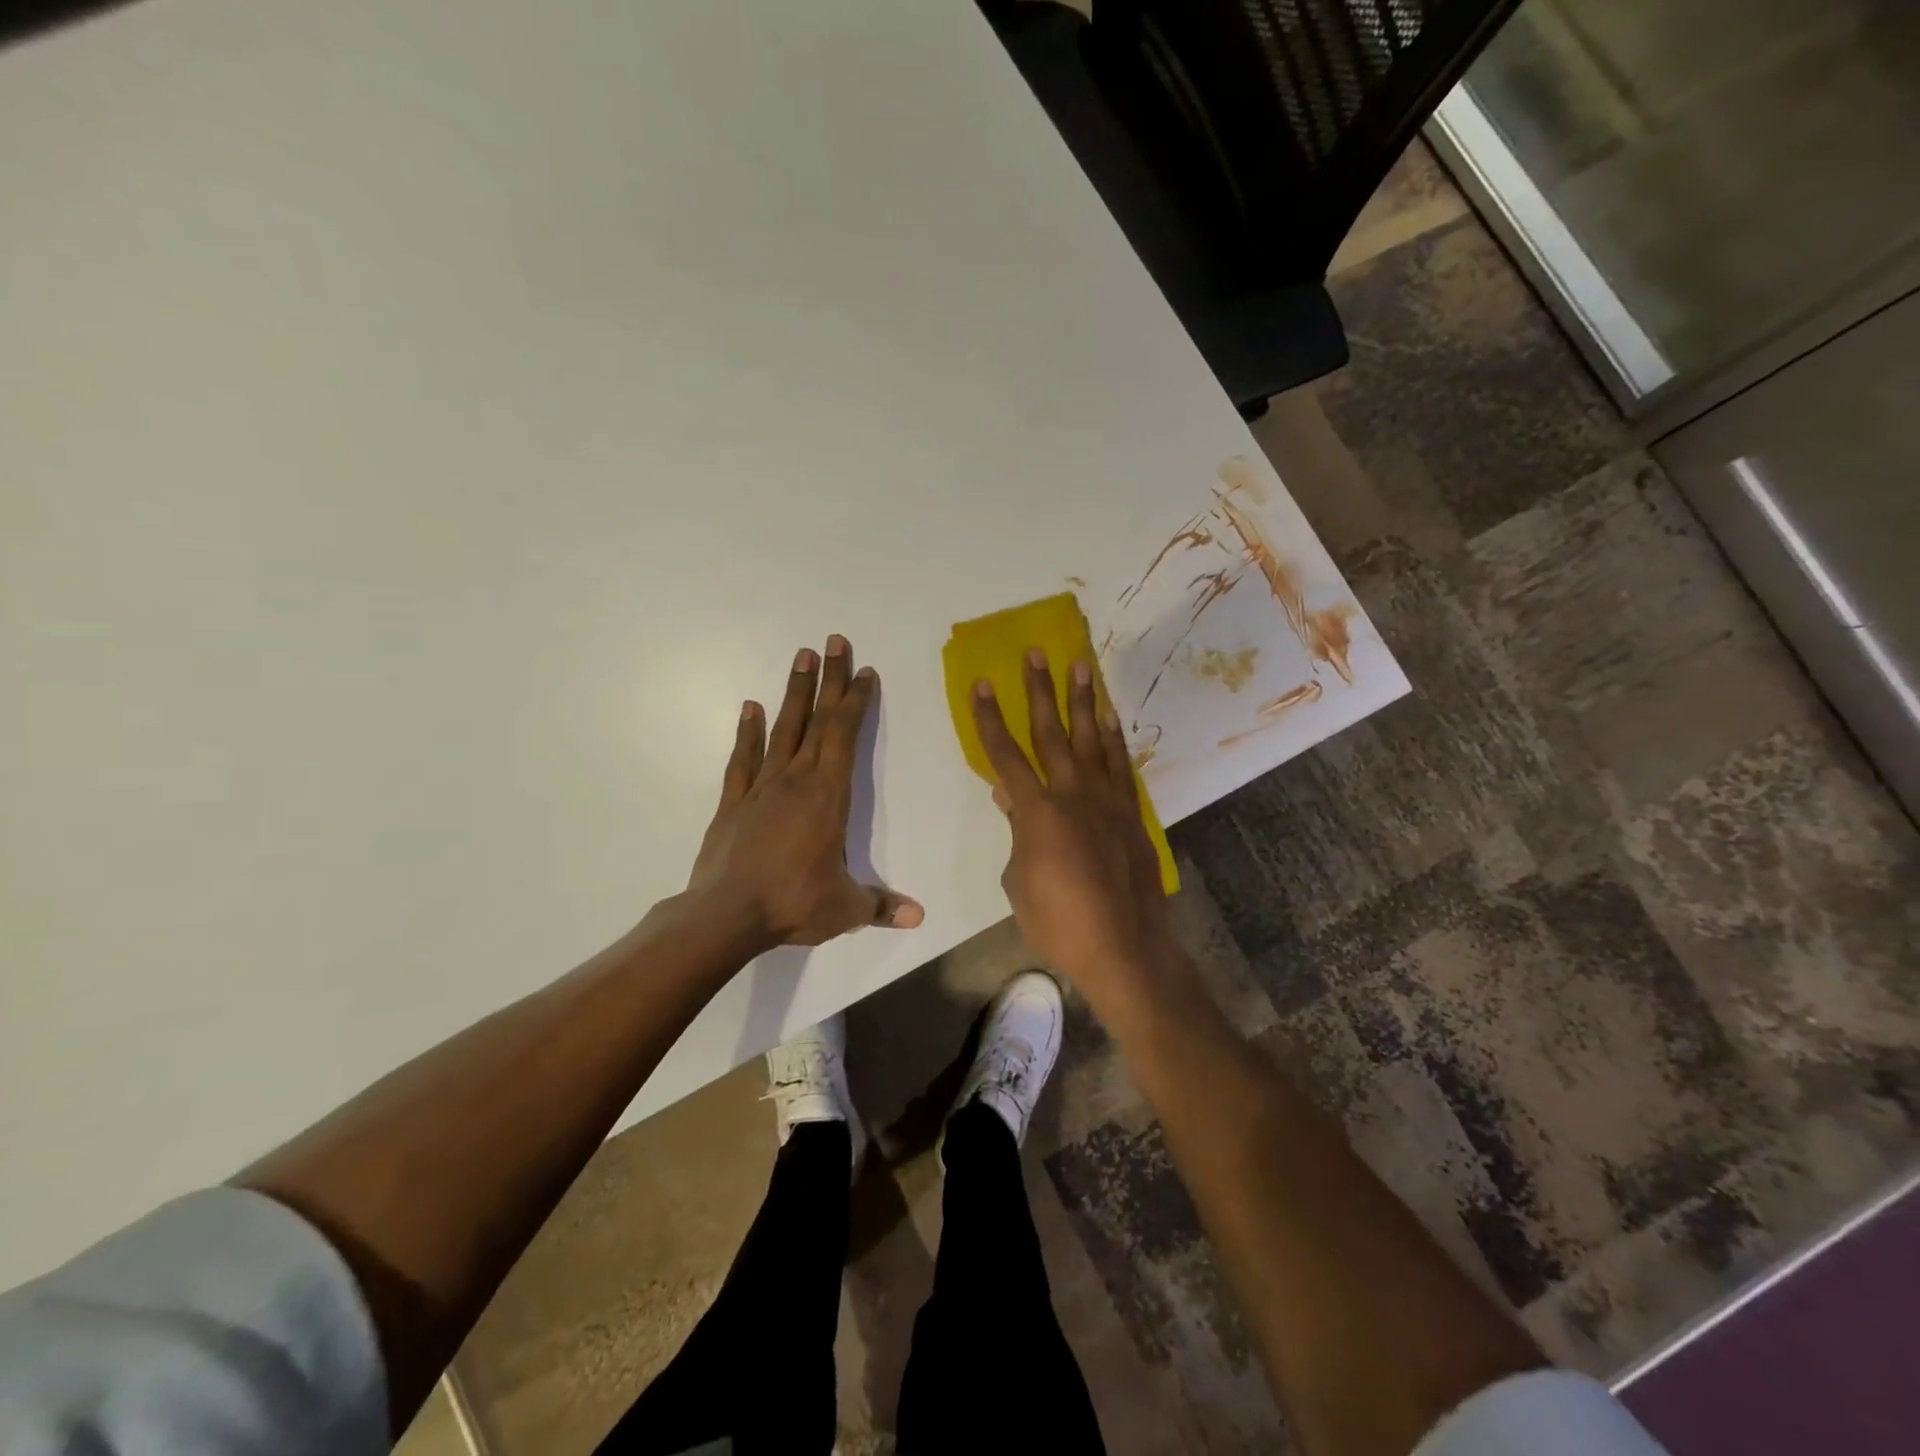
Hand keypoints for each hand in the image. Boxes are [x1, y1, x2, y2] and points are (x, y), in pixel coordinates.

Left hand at [688, 635, 923, 949]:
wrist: (725, 915)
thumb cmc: (792, 903)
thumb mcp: (845, 909)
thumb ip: (881, 906)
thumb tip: (919, 917)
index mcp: (828, 795)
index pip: (845, 736)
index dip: (857, 702)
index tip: (865, 672)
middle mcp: (796, 780)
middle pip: (818, 720)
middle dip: (830, 680)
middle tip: (835, 642)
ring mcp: (761, 787)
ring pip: (783, 729)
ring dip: (795, 693)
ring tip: (802, 656)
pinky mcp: (733, 802)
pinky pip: (743, 759)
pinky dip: (748, 732)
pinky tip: (751, 707)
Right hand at [970, 649, 1171, 994]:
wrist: (1124, 948)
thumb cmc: (1059, 923)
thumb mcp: (1019, 882)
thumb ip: (1017, 834)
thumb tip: (1010, 797)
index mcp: (1037, 813)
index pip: (1005, 755)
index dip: (990, 718)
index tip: (981, 683)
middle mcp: (1073, 795)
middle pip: (1052, 733)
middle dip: (1041, 690)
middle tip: (1037, 653)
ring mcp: (1108, 801)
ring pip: (1093, 739)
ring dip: (1085, 701)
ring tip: (1082, 665)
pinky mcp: (1131, 813)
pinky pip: (1121, 765)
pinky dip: (1115, 738)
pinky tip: (1110, 718)